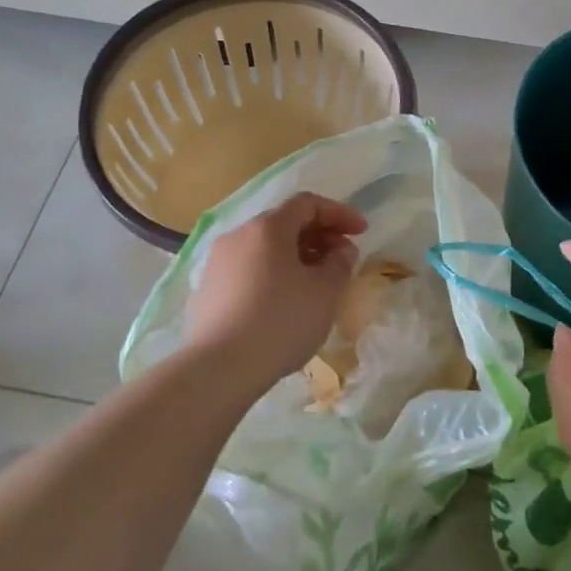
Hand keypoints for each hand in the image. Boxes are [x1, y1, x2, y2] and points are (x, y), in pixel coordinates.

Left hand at [187, 192, 366, 386]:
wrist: (221, 367)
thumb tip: (340, 249)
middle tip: (341, 258)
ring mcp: (218, 262)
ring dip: (295, 256)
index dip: (339, 213)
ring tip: (316, 282)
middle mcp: (238, 236)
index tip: (361, 232)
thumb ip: (340, 262)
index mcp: (267, 228)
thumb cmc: (282, 321)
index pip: (307, 204)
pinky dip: (273, 274)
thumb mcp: (325, 292)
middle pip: (284, 223)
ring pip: (264, 248)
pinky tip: (284, 302)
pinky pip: (248, 270)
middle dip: (318, 235)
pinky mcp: (208, 290)